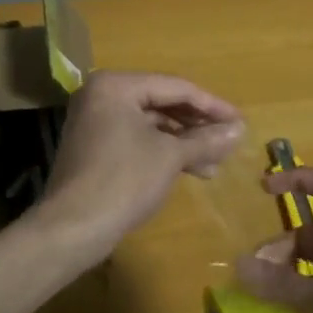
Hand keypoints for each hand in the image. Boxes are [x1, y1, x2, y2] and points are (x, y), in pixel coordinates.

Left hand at [34, 71, 244, 263]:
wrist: (72, 227)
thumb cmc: (124, 180)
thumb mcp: (170, 157)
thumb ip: (206, 139)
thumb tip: (239, 130)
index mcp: (116, 85)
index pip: (175, 87)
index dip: (211, 105)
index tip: (240, 121)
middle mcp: (102, 94)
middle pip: (161, 102)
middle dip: (197, 125)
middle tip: (229, 141)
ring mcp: (95, 120)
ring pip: (150, 123)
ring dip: (183, 141)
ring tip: (214, 163)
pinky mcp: (94, 145)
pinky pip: (136, 138)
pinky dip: (162, 151)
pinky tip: (189, 168)